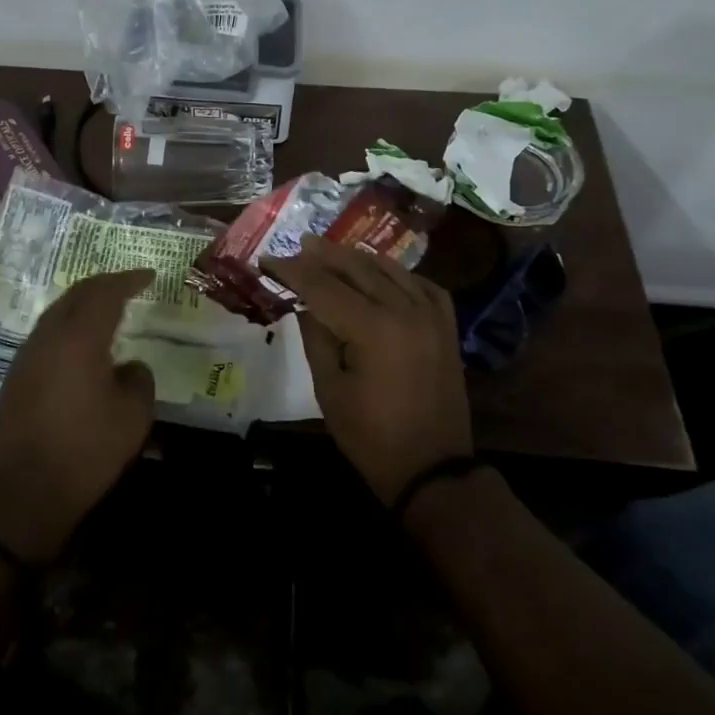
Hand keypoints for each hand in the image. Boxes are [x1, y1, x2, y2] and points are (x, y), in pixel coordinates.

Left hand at [0, 268, 156, 564]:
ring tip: (106, 309)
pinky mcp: (16, 376)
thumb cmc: (89, 449)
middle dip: (104, 285)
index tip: (149, 276)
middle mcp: (48, 336)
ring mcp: (26, 355)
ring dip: (82, 305)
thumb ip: (139, 378)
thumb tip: (129, 366)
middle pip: (76, 295)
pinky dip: (68, 327)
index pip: (106, 293)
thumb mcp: (134, 414)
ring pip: (56, 313)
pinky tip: (80, 344)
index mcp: (80, 338)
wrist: (30, 489)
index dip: (129, 280)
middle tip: (128, 285)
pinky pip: (46, 335)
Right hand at [264, 239, 471, 505]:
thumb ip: (316, 338)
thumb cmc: (372, 436)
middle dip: (325, 255)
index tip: (267, 260)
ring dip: (358, 258)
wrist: (433, 468)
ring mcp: (432, 316)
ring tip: (333, 252)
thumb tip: (306, 303)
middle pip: (358, 268)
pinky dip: (398, 274)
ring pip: (391, 270)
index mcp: (373, 329)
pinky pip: (422, 285)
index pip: (323, 286)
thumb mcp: (329, 389)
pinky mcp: (446, 327)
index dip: (292, 271)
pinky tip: (382, 274)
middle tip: (299, 246)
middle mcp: (406, 311)